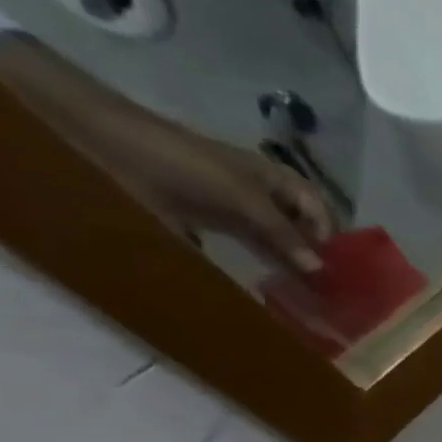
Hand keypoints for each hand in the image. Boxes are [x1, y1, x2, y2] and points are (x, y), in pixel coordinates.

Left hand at [0, 33, 334, 273]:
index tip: (337, 267)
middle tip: (327, 290)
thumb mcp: (242, 197)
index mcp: (276, 180)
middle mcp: (262, 195)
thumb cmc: (183, 163)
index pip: (320, 210)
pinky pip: (246, 249)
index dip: (332, 235)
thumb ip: (282, 234)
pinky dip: (260, 268)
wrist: (104, 145)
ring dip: (289, 266)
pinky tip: (269, 288)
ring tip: (304, 296)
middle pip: (302, 228)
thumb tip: (321, 271)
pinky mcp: (209, 225)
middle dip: (314, 256)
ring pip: (276, 242)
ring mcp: (235, 211)